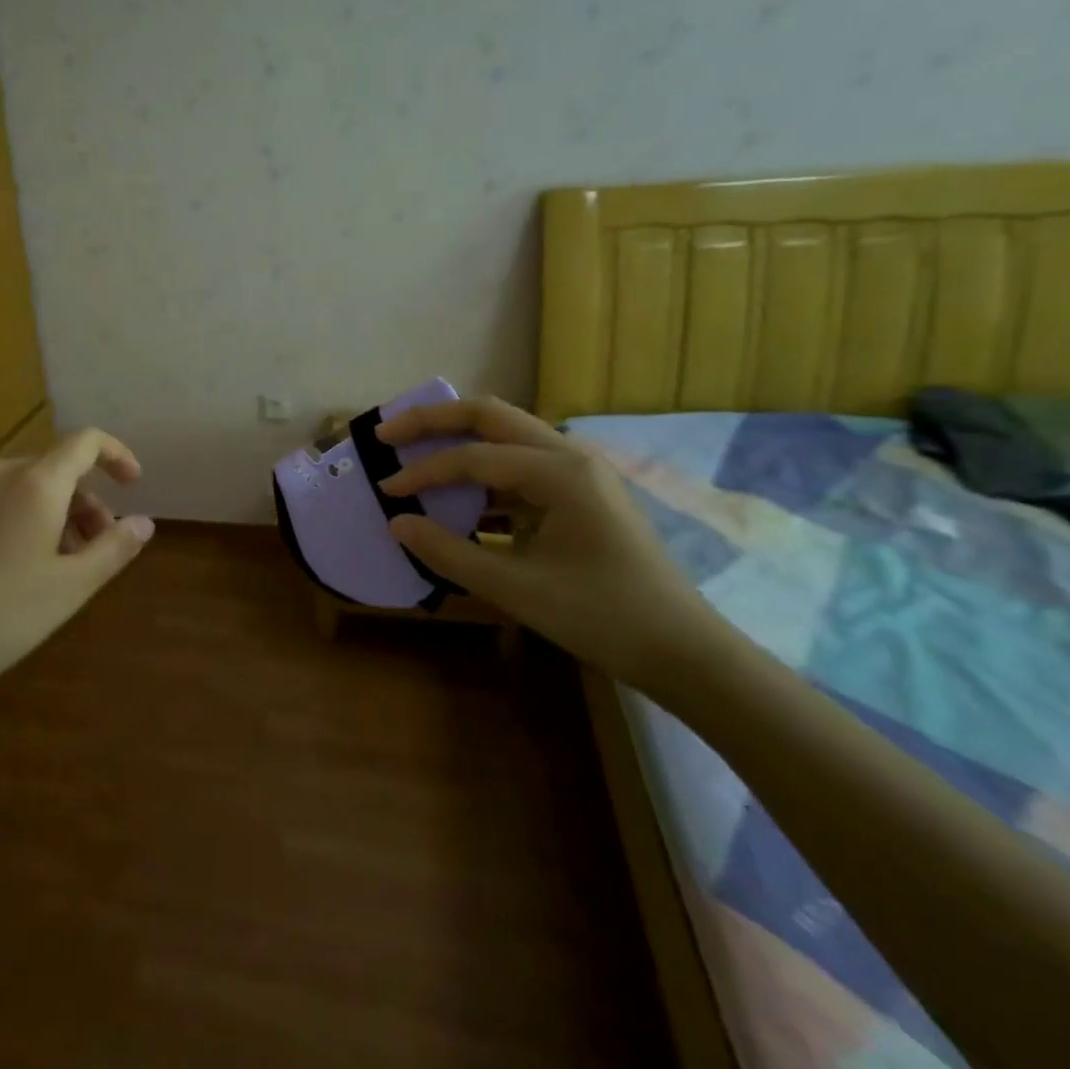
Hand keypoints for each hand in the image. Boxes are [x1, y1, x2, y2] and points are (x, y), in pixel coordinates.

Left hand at [0, 430, 154, 698]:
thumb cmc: (3, 618)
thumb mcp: (72, 588)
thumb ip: (115, 548)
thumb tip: (144, 521)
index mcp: (36, 484)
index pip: (85, 443)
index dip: (115, 454)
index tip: (130, 482)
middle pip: (49, 470)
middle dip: (79, 501)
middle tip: (88, 548)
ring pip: (11, 487)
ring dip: (40, 511)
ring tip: (43, 562)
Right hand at [375, 396, 725, 688]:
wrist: (684, 652)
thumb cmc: (602, 617)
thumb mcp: (516, 589)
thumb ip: (449, 553)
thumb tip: (396, 523)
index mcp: (560, 473)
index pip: (474, 457)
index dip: (424, 472)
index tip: (385, 489)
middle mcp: (571, 456)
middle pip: (491, 416)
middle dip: (435, 419)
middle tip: (388, 431)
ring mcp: (579, 473)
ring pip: (507, 434)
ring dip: (459, 438)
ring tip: (415, 449)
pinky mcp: (580, 494)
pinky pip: (521, 466)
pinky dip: (484, 471)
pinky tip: (459, 495)